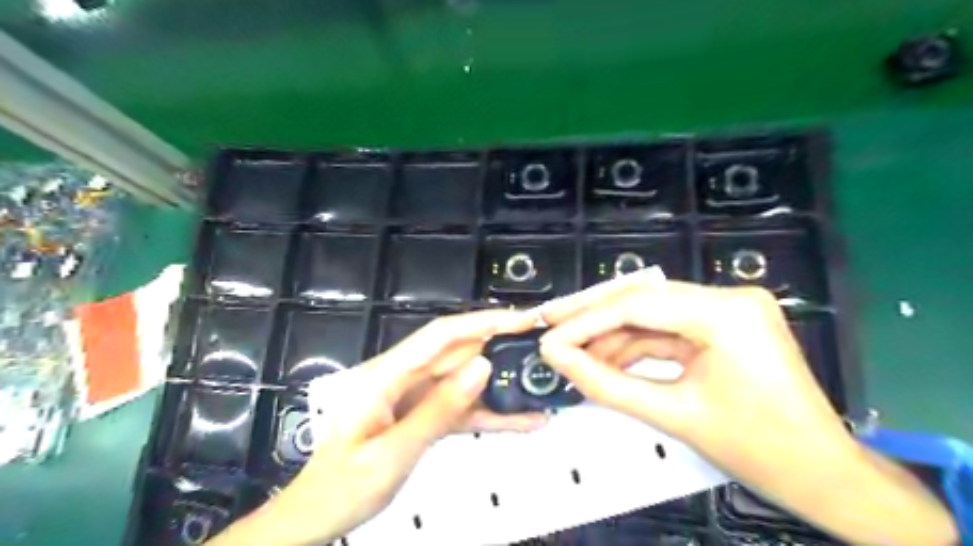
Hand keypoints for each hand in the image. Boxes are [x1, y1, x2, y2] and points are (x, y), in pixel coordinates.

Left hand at [207, 309, 539, 544]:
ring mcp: (412, 395)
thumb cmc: (342, 488)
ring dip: (498, 383)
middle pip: (456, 353)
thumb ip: (438, 410)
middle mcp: (401, 377)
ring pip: (463, 380)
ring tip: (538, 384)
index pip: (441, 336)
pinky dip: (487, 412)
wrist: (316, 516)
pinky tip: (520, 421)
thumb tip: (482, 367)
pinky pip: (458, 407)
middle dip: (499, 346)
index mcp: (386, 376)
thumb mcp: (392, 454)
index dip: (483, 322)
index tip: (521, 319)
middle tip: (540, 348)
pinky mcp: (421, 414)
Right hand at [536, 277, 847, 499]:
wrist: (824, 476)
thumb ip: (606, 384)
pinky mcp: (724, 324)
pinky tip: (606, 358)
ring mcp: (728, 308)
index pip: (637, 306)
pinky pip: (668, 329)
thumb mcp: (673, 415)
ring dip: (611, 335)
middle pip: (642, 299)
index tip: (549, 338)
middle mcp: (728, 297)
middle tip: (548, 323)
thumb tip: (557, 358)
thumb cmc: (758, 451)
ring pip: (651, 313)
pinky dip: (635, 345)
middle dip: (592, 316)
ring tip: (574, 354)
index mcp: (726, 314)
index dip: (585, 321)